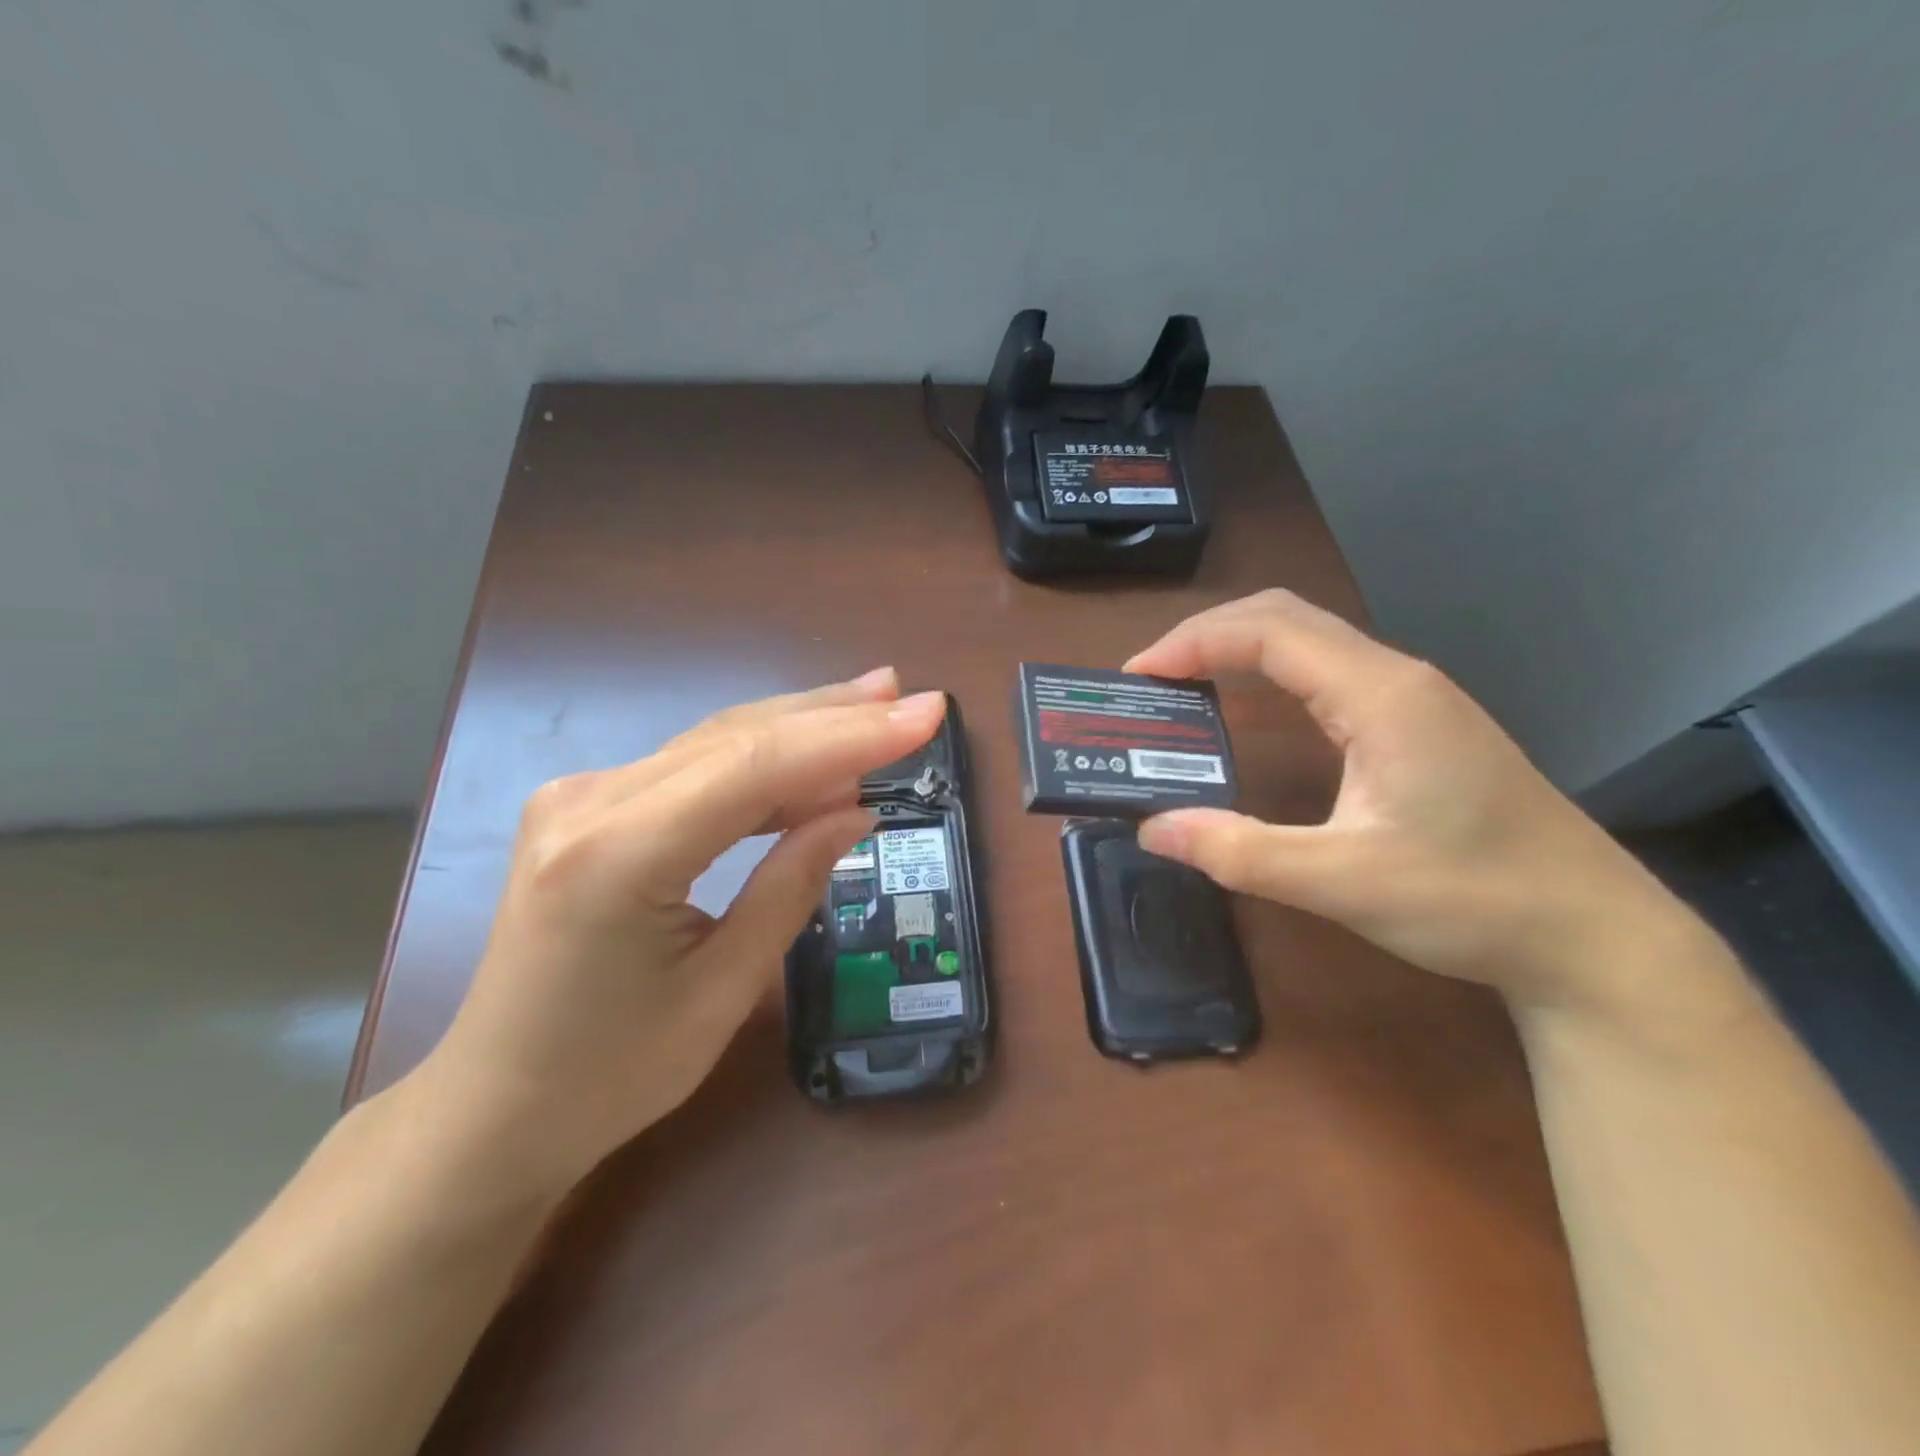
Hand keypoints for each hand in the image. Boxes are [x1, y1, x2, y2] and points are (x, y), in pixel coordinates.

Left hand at [415, 670, 947, 1192]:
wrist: (494, 1108)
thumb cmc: (611, 1074)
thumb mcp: (724, 990)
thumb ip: (792, 884)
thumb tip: (856, 810)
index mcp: (618, 854)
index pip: (756, 766)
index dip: (849, 736)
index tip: (923, 715)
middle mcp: (589, 802)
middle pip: (736, 737)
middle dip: (834, 716)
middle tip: (911, 697)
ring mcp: (580, 796)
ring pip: (716, 741)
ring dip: (801, 727)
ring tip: (876, 706)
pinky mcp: (588, 805)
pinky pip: (693, 767)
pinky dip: (761, 762)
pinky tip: (812, 759)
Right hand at [1127, 590, 1709, 1020]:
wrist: (1594, 936)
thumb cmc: (1474, 900)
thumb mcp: (1342, 882)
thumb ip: (1239, 852)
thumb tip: (1151, 828)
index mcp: (1380, 696)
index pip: (1269, 632)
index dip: (1194, 642)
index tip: (1138, 676)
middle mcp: (1397, 678)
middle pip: (1286, 617)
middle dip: (1209, 635)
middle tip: (1151, 679)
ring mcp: (1414, 698)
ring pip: (1310, 641)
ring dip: (1240, 650)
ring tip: (1184, 687)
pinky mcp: (1419, 724)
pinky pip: (1328, 673)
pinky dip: (1271, 675)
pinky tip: (1250, 712)